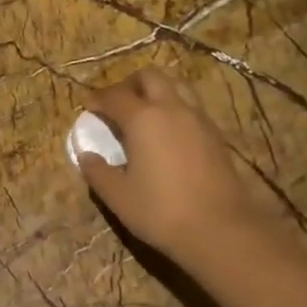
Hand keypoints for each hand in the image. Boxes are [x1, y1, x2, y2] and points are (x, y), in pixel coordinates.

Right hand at [77, 69, 276, 267]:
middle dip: (129, 84)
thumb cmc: (161, 211)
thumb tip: (86, 155)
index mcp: (143, 118)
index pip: (114, 96)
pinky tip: (168, 133)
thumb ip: (97, 171)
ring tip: (144, 113)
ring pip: (176, 86)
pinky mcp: (216, 133)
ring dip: (156, 91)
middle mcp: (172, 108)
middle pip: (150, 77)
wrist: (220, 228)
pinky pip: (191, 106)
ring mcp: (199, 118)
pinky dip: (175, 107)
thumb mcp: (118, 196)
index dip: (98, 99)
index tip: (88, 106)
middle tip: (116, 104)